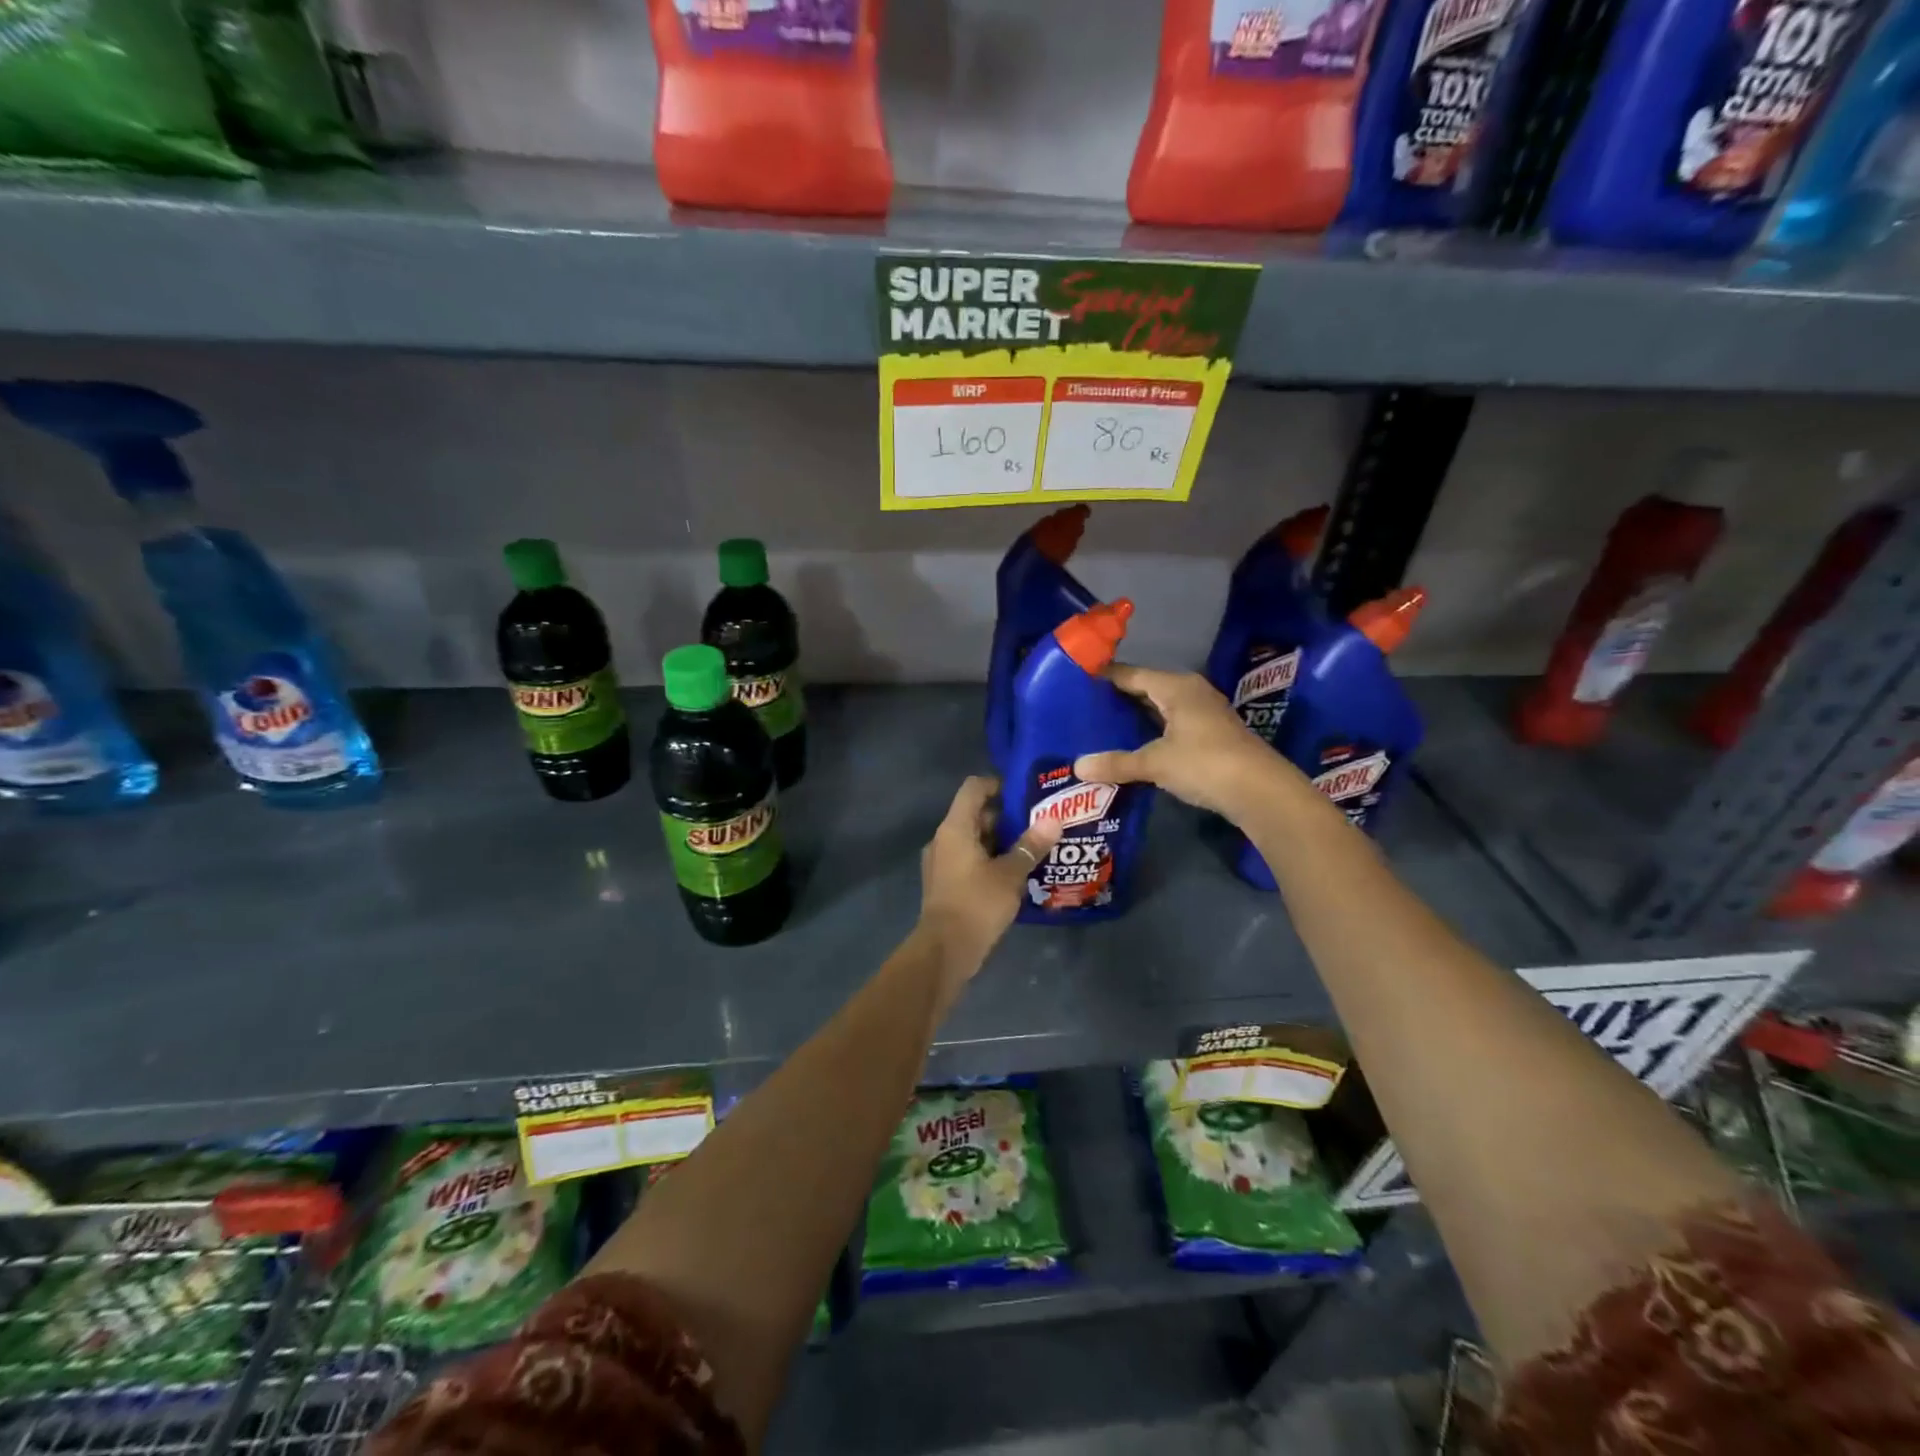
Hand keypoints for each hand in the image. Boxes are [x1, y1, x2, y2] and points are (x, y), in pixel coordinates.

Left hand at [917, 776, 1060, 984]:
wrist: (945, 950)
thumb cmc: (977, 904)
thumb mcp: (1010, 874)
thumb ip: (1030, 846)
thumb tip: (1054, 820)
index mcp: (955, 828)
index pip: (974, 788)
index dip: (998, 784)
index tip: (1026, 793)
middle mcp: (944, 839)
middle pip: (975, 813)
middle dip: (1007, 816)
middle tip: (1040, 822)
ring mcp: (942, 862)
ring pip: (974, 839)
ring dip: (1001, 840)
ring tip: (1034, 846)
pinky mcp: (946, 883)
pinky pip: (970, 860)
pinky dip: (990, 860)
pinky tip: (1017, 872)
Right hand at [1074, 664, 1291, 825]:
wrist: (1260, 791)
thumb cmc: (1204, 763)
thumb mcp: (1155, 763)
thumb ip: (1116, 763)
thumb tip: (1077, 767)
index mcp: (1176, 687)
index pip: (1131, 674)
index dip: (1104, 677)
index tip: (1076, 681)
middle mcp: (1191, 692)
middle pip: (1146, 688)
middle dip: (1117, 698)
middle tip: (1082, 707)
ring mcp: (1203, 714)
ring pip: (1160, 708)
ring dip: (1135, 717)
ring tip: (1100, 727)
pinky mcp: (1210, 735)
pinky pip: (1171, 725)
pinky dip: (1151, 732)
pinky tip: (1133, 746)